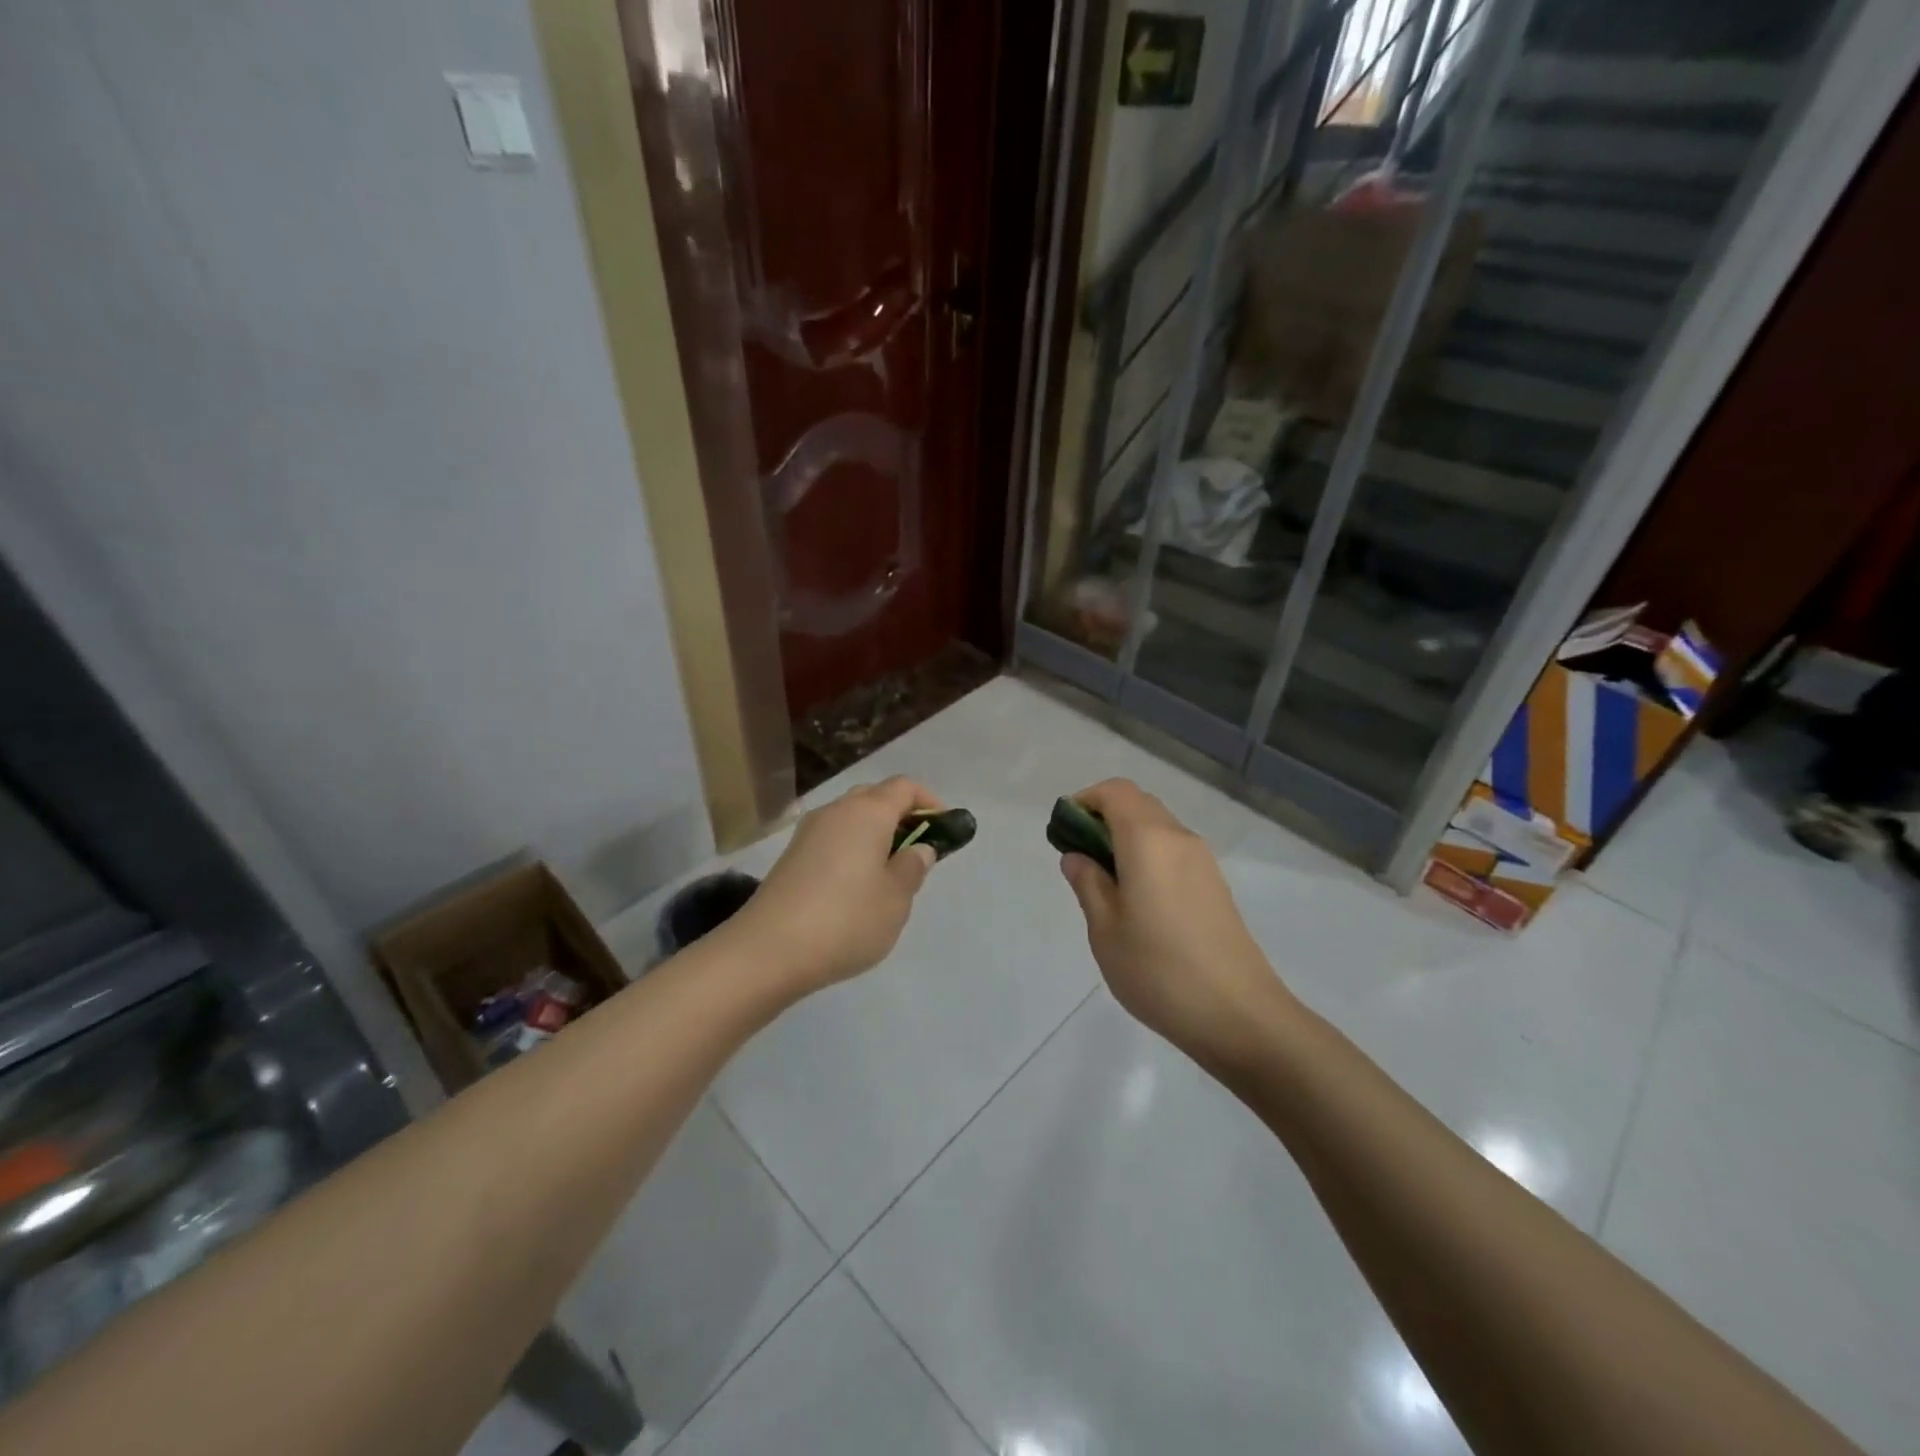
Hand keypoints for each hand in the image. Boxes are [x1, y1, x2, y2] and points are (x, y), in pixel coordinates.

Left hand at [735, 776, 942, 993]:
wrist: (768, 950)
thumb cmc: (846, 919)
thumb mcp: (896, 898)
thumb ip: (913, 867)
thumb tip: (918, 848)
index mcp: (868, 812)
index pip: (904, 787)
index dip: (929, 801)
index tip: (944, 828)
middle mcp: (836, 811)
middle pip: (875, 796)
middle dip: (901, 815)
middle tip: (918, 849)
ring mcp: (808, 832)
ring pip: (851, 818)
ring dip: (874, 833)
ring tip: (888, 871)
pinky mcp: (791, 856)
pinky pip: (832, 838)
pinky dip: (851, 849)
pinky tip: (855, 886)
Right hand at [1058, 779, 1289, 1062]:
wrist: (1239, 1016)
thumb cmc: (1159, 971)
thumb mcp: (1105, 930)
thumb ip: (1088, 884)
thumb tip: (1077, 856)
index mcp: (1148, 841)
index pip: (1115, 792)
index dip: (1085, 801)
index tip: (1064, 833)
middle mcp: (1179, 838)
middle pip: (1138, 804)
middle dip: (1103, 818)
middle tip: (1080, 859)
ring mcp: (1203, 861)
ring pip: (1158, 827)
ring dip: (1126, 838)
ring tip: (1106, 885)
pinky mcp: (1215, 885)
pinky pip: (1174, 851)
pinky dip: (1148, 856)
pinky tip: (1139, 901)